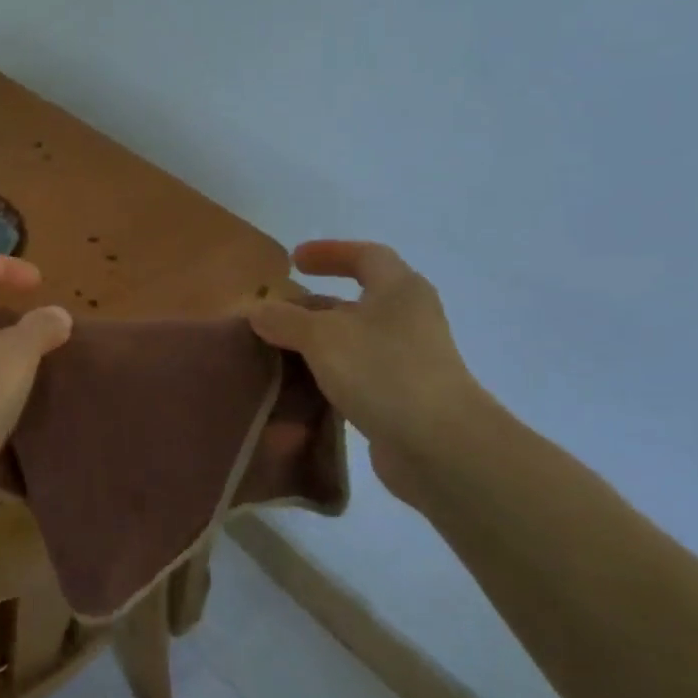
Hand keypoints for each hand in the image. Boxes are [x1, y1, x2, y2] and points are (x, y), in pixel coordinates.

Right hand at [250, 241, 488, 506]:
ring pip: (354, 342)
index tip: (294, 260)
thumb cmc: (383, 372)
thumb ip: (285, 319)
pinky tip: (301, 390)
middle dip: (313, 306)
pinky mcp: (402, 398)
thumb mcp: (322, 337)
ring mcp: (408, 361)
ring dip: (317, 344)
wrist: (440, 446)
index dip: (330, 252)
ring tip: (278, 353)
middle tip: (275, 315)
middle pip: (356, 302)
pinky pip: (357, 377)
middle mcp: (408, 319)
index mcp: (399, 290)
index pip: (366, 256)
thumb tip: (257, 310)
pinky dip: (328, 377)